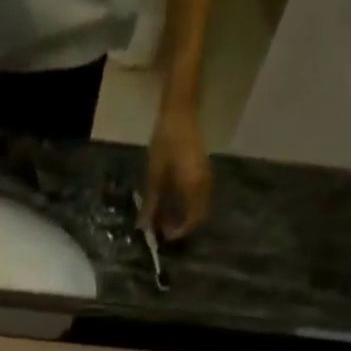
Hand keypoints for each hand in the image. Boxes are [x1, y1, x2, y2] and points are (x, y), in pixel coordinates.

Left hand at [143, 99, 212, 240]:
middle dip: (182, 226)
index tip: (163, 238)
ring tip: (164, 218)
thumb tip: (144, 227)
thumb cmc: (166, 143)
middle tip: (162, 230)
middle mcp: (205, 185)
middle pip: (199, 216)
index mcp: (194, 188)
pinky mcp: (203, 171)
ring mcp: (206, 177)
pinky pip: (198, 196)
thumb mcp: (155, 176)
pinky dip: (187, 205)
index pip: (193, 220)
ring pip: (200, 207)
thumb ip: (151, 204)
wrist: (180, 113)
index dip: (179, 233)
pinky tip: (171, 203)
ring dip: (184, 216)